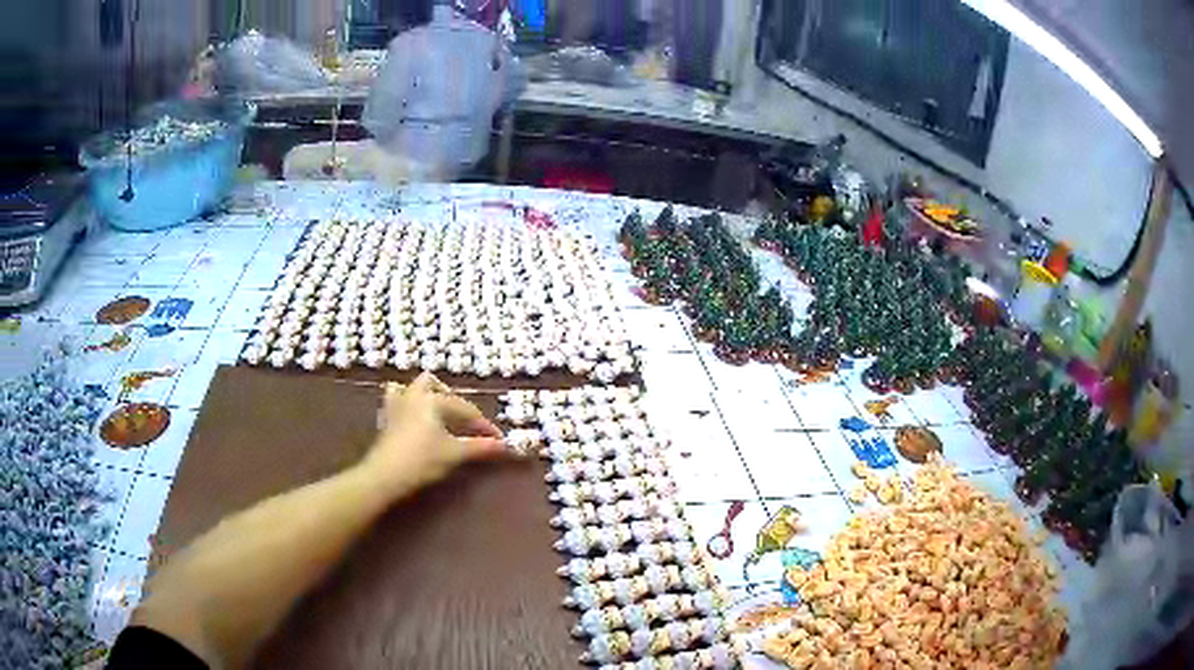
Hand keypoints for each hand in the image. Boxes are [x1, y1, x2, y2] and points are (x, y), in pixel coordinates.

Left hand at [364, 373, 507, 490]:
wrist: (385, 475)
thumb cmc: (422, 460)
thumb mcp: (454, 454)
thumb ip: (480, 447)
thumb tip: (505, 445)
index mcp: (433, 399)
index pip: (465, 409)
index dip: (483, 425)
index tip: (498, 439)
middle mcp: (415, 394)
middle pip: (437, 387)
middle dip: (454, 400)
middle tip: (466, 422)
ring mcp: (398, 404)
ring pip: (415, 387)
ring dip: (429, 394)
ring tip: (440, 410)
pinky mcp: (387, 417)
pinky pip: (396, 398)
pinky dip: (406, 400)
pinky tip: (412, 412)